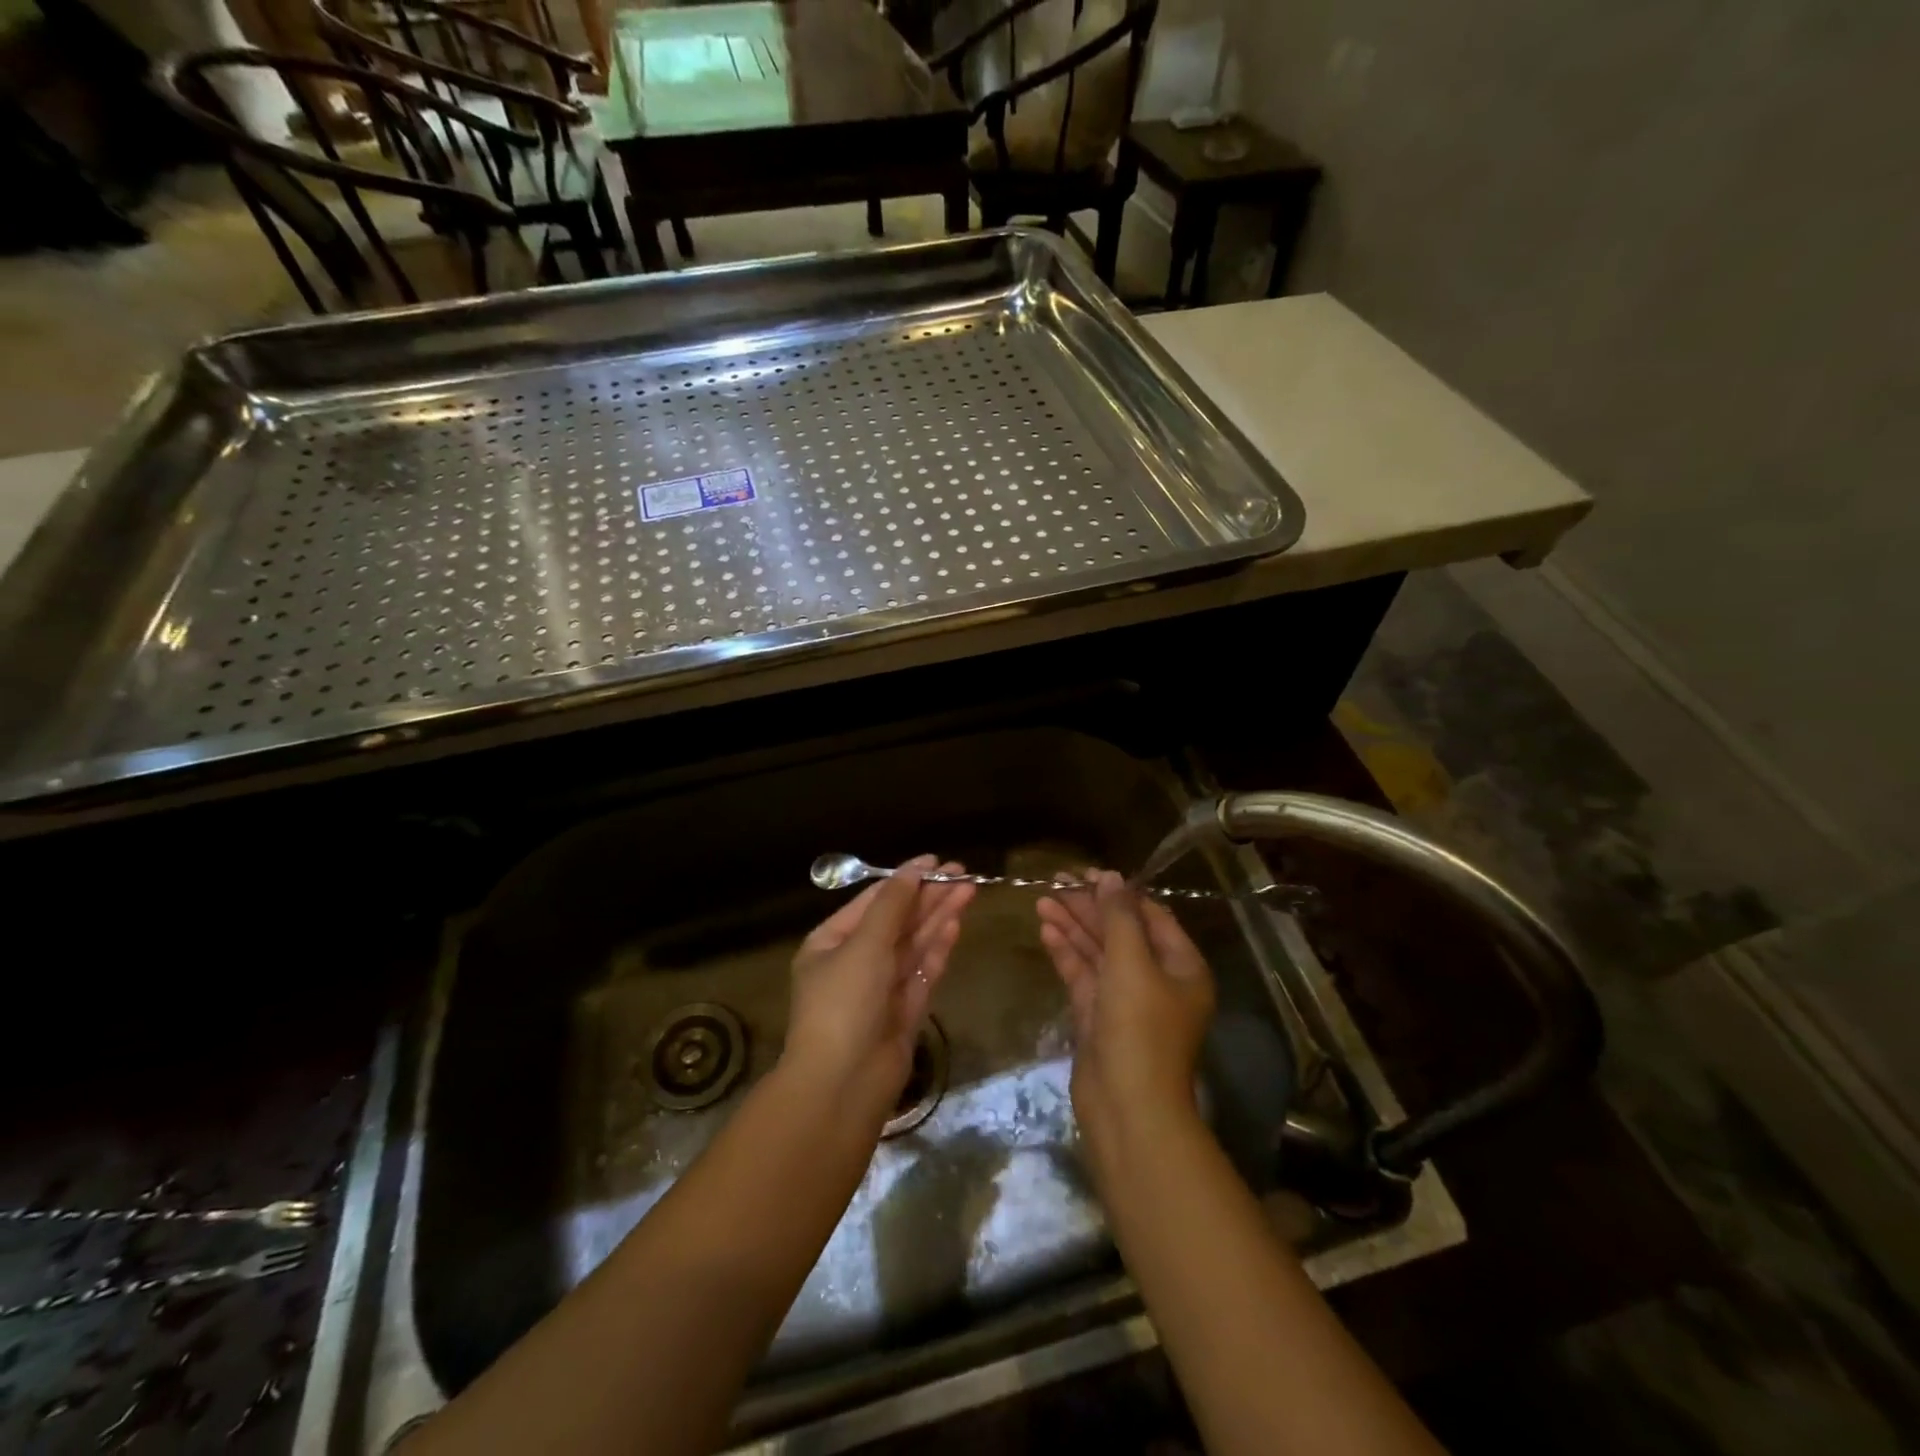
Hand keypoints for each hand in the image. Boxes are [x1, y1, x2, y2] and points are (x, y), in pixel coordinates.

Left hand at [786, 857, 975, 1122]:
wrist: (843, 1084)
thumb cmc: (844, 1003)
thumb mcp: (864, 945)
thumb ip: (892, 905)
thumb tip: (913, 869)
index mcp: (831, 943)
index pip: (872, 902)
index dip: (904, 880)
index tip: (935, 861)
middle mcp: (855, 962)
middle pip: (897, 921)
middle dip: (928, 897)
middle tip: (963, 873)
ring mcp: (881, 988)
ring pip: (914, 944)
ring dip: (939, 917)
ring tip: (969, 890)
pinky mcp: (904, 1011)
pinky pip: (923, 971)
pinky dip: (938, 948)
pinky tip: (956, 925)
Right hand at [1037, 871, 1215, 1167]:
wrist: (1127, 1107)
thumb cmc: (1139, 1028)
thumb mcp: (1131, 963)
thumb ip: (1119, 916)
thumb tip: (1110, 876)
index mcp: (1180, 965)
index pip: (1150, 916)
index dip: (1118, 892)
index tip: (1084, 873)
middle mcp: (1157, 979)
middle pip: (1120, 932)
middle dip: (1088, 907)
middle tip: (1054, 882)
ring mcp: (1126, 1000)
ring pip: (1098, 953)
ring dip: (1072, 926)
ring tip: (1042, 900)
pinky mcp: (1099, 1018)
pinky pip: (1084, 975)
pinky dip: (1066, 953)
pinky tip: (1045, 930)